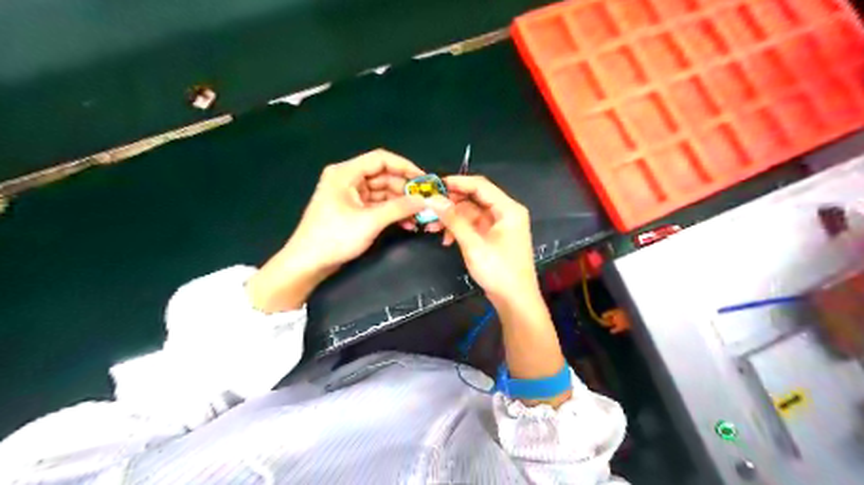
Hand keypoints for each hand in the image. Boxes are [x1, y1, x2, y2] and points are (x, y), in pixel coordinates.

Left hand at [249, 149, 425, 312]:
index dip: (404, 166)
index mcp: (346, 173)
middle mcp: (348, 179)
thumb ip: (399, 208)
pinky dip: (391, 212)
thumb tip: (425, 200)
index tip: (424, 180)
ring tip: (419, 215)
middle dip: (405, 189)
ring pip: (382, 193)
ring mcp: (350, 196)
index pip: (381, 159)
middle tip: (425, 201)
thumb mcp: (370, 221)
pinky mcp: (353, 211)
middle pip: (383, 176)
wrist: (308, 263)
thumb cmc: (334, 237)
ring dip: (400, 203)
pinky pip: (377, 206)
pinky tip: (406, 223)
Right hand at [430, 176, 571, 403]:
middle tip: (428, 208)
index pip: (480, 185)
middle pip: (474, 199)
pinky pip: (473, 226)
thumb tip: (432, 199)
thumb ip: (453, 220)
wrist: (515, 301)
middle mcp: (505, 212)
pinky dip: (459, 230)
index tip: (433, 185)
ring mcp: (499, 226)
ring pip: (471, 213)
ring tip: (431, 227)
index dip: (457, 182)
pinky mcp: (493, 237)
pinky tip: (446, 239)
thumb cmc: (499, 271)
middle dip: (451, 204)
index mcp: (508, 209)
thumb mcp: (473, 244)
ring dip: (452, 219)